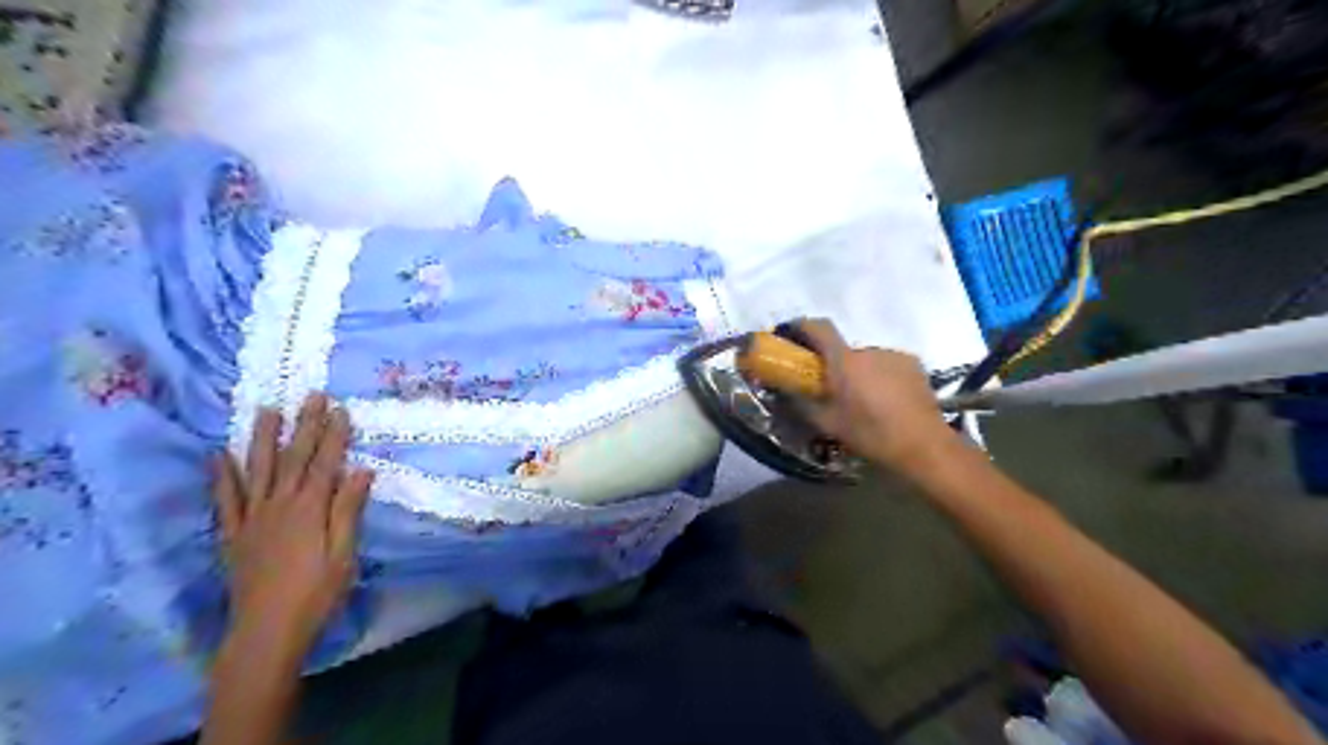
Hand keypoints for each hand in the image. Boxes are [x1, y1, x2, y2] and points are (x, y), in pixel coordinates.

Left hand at [213, 394, 375, 662]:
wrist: (266, 631)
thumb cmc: (316, 592)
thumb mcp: (344, 553)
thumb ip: (348, 510)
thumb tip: (361, 470)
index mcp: (310, 509)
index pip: (325, 462)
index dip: (334, 434)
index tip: (340, 408)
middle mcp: (279, 505)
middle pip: (294, 458)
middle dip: (304, 424)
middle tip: (311, 395)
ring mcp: (252, 518)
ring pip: (258, 469)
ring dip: (262, 438)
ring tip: (266, 410)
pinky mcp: (234, 534)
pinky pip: (226, 499)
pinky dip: (221, 476)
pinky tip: (218, 455)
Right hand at [793, 316, 961, 476]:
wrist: (923, 445)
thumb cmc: (871, 434)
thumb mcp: (828, 424)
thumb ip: (801, 403)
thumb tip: (783, 391)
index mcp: (845, 361)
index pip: (819, 327)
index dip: (802, 327)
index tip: (791, 337)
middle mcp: (868, 350)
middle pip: (842, 349)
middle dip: (833, 364)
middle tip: (831, 389)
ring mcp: (893, 355)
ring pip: (865, 359)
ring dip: (858, 372)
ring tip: (863, 400)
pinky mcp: (913, 364)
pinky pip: (886, 364)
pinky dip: (879, 376)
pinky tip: (885, 400)